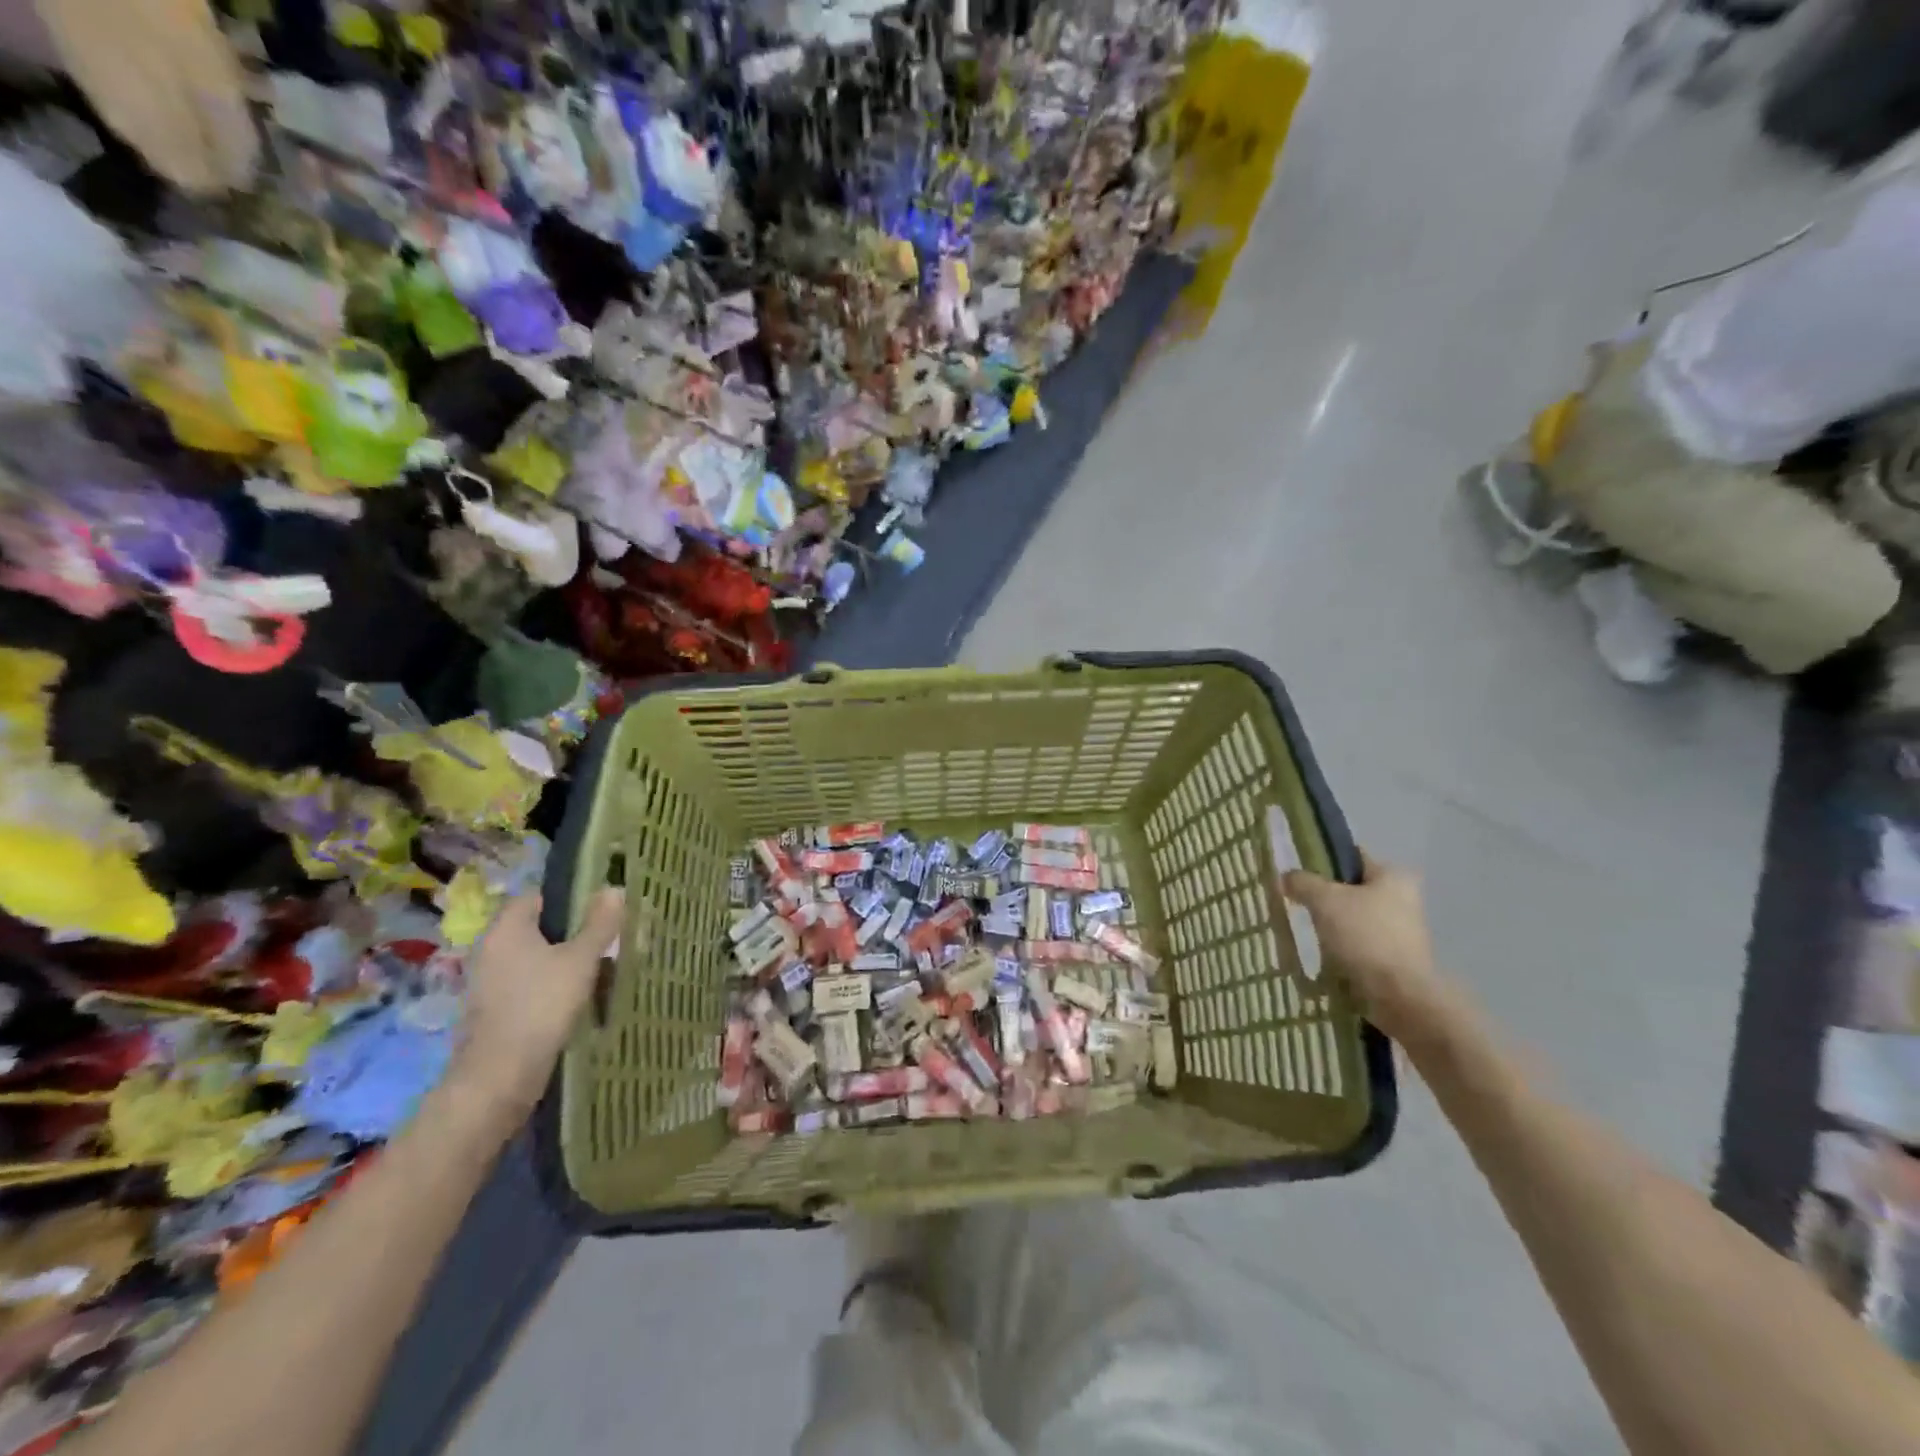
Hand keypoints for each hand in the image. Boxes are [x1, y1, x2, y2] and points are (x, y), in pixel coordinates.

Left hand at [452, 890, 624, 1115]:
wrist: (499, 1077)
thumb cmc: (541, 1005)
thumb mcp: (581, 960)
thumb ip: (599, 924)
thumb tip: (614, 888)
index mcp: (506, 928)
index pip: (537, 896)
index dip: (569, 898)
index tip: (599, 910)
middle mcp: (490, 948)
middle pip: (535, 927)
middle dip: (569, 933)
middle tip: (605, 941)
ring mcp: (487, 981)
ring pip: (531, 958)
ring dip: (560, 962)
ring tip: (596, 971)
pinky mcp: (491, 1010)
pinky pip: (525, 984)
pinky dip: (547, 986)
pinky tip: (573, 999)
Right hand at [1281, 852, 1462, 1047]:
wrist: (1399, 996)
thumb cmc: (1365, 936)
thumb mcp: (1325, 900)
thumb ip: (1302, 883)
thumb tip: (1285, 877)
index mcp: (1393, 876)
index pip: (1351, 856)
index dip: (1322, 860)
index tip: (1296, 873)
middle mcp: (1404, 899)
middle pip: (1352, 888)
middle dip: (1324, 896)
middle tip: (1296, 903)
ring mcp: (1402, 931)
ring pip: (1354, 918)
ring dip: (1331, 924)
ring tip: (1305, 931)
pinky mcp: (1396, 958)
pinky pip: (1359, 943)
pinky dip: (1341, 946)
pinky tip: (1321, 954)